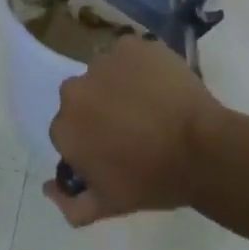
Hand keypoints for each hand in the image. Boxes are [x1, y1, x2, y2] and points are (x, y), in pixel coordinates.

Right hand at [44, 36, 221, 226]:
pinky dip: (139, 66)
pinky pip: (129, 54)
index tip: (112, 151)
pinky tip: (159, 84)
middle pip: (82, 97)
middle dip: (99, 109)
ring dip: (118, 85)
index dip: (89, 141)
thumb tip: (48, 187)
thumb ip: (70, 204)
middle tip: (130, 126)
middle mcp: (76, 88)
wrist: (200, 147)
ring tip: (149, 104)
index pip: (68, 131)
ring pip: (105, 73)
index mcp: (66, 127)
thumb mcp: (109, 205)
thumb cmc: (153, 180)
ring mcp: (105, 60)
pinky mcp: (132, 43)